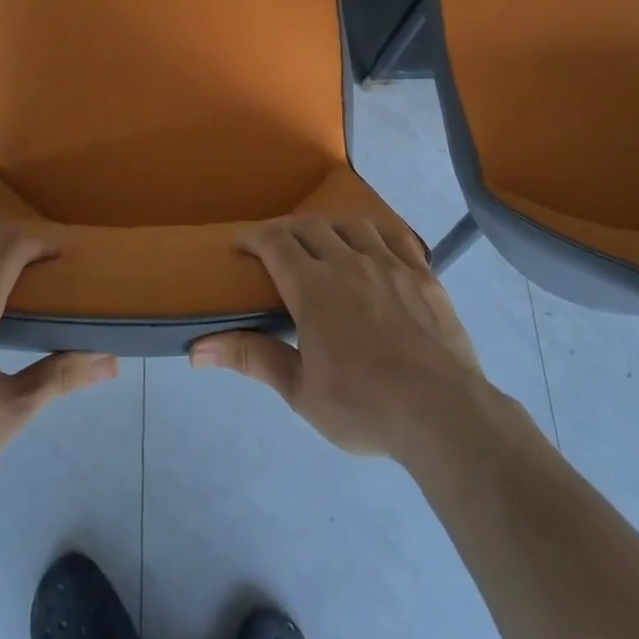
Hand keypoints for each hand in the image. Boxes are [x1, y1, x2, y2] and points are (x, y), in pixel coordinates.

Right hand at [189, 217, 491, 464]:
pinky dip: (377, 233)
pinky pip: (397, 236)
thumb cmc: (363, 406)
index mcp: (313, 287)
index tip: (240, 244)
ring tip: (325, 242)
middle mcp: (348, 261)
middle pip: (311, 226)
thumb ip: (252, 358)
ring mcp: (390, 263)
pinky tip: (375, 246)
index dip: (252, 237)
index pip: (274, 243)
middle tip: (276, 246)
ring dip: (330, 227)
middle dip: (286, 229)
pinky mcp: (423, 274)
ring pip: (353, 225)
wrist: (441, 413)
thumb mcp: (300, 390)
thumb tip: (197, 349)